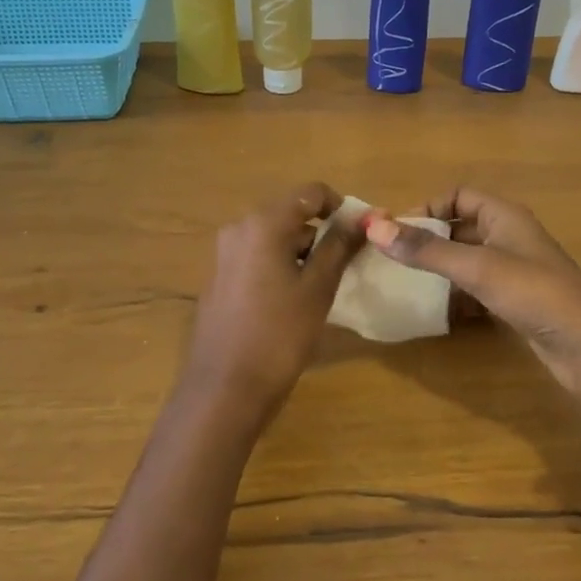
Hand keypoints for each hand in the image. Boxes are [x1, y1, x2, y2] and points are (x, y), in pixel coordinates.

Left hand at [178, 183, 361, 419]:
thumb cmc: (279, 335)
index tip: (361, 232)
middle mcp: (239, 228)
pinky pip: (257, 257)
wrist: (224, 389)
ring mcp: (224, 254)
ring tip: (325, 284)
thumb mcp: (317, 289)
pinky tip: (293, 299)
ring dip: (302, 250)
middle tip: (348, 261)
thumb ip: (339, 247)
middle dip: (322, 231)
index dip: (340, 206)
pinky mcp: (219, 278)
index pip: (310, 192)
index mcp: (263, 223)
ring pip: (274, 237)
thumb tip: (361, 218)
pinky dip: (280, 265)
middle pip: (290, 213)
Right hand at [365, 188, 580, 410]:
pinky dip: (454, 296)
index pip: (458, 196)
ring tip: (402, 285)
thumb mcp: (477, 267)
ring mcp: (512, 272)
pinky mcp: (514, 303)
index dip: (427, 207)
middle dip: (427, 241)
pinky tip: (434, 312)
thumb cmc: (536, 293)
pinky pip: (474, 290)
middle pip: (458, 229)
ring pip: (464, 261)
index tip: (395, 230)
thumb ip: (426, 250)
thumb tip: (374, 227)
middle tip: (390, 259)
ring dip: (437, 270)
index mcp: (504, 216)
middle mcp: (507, 238)